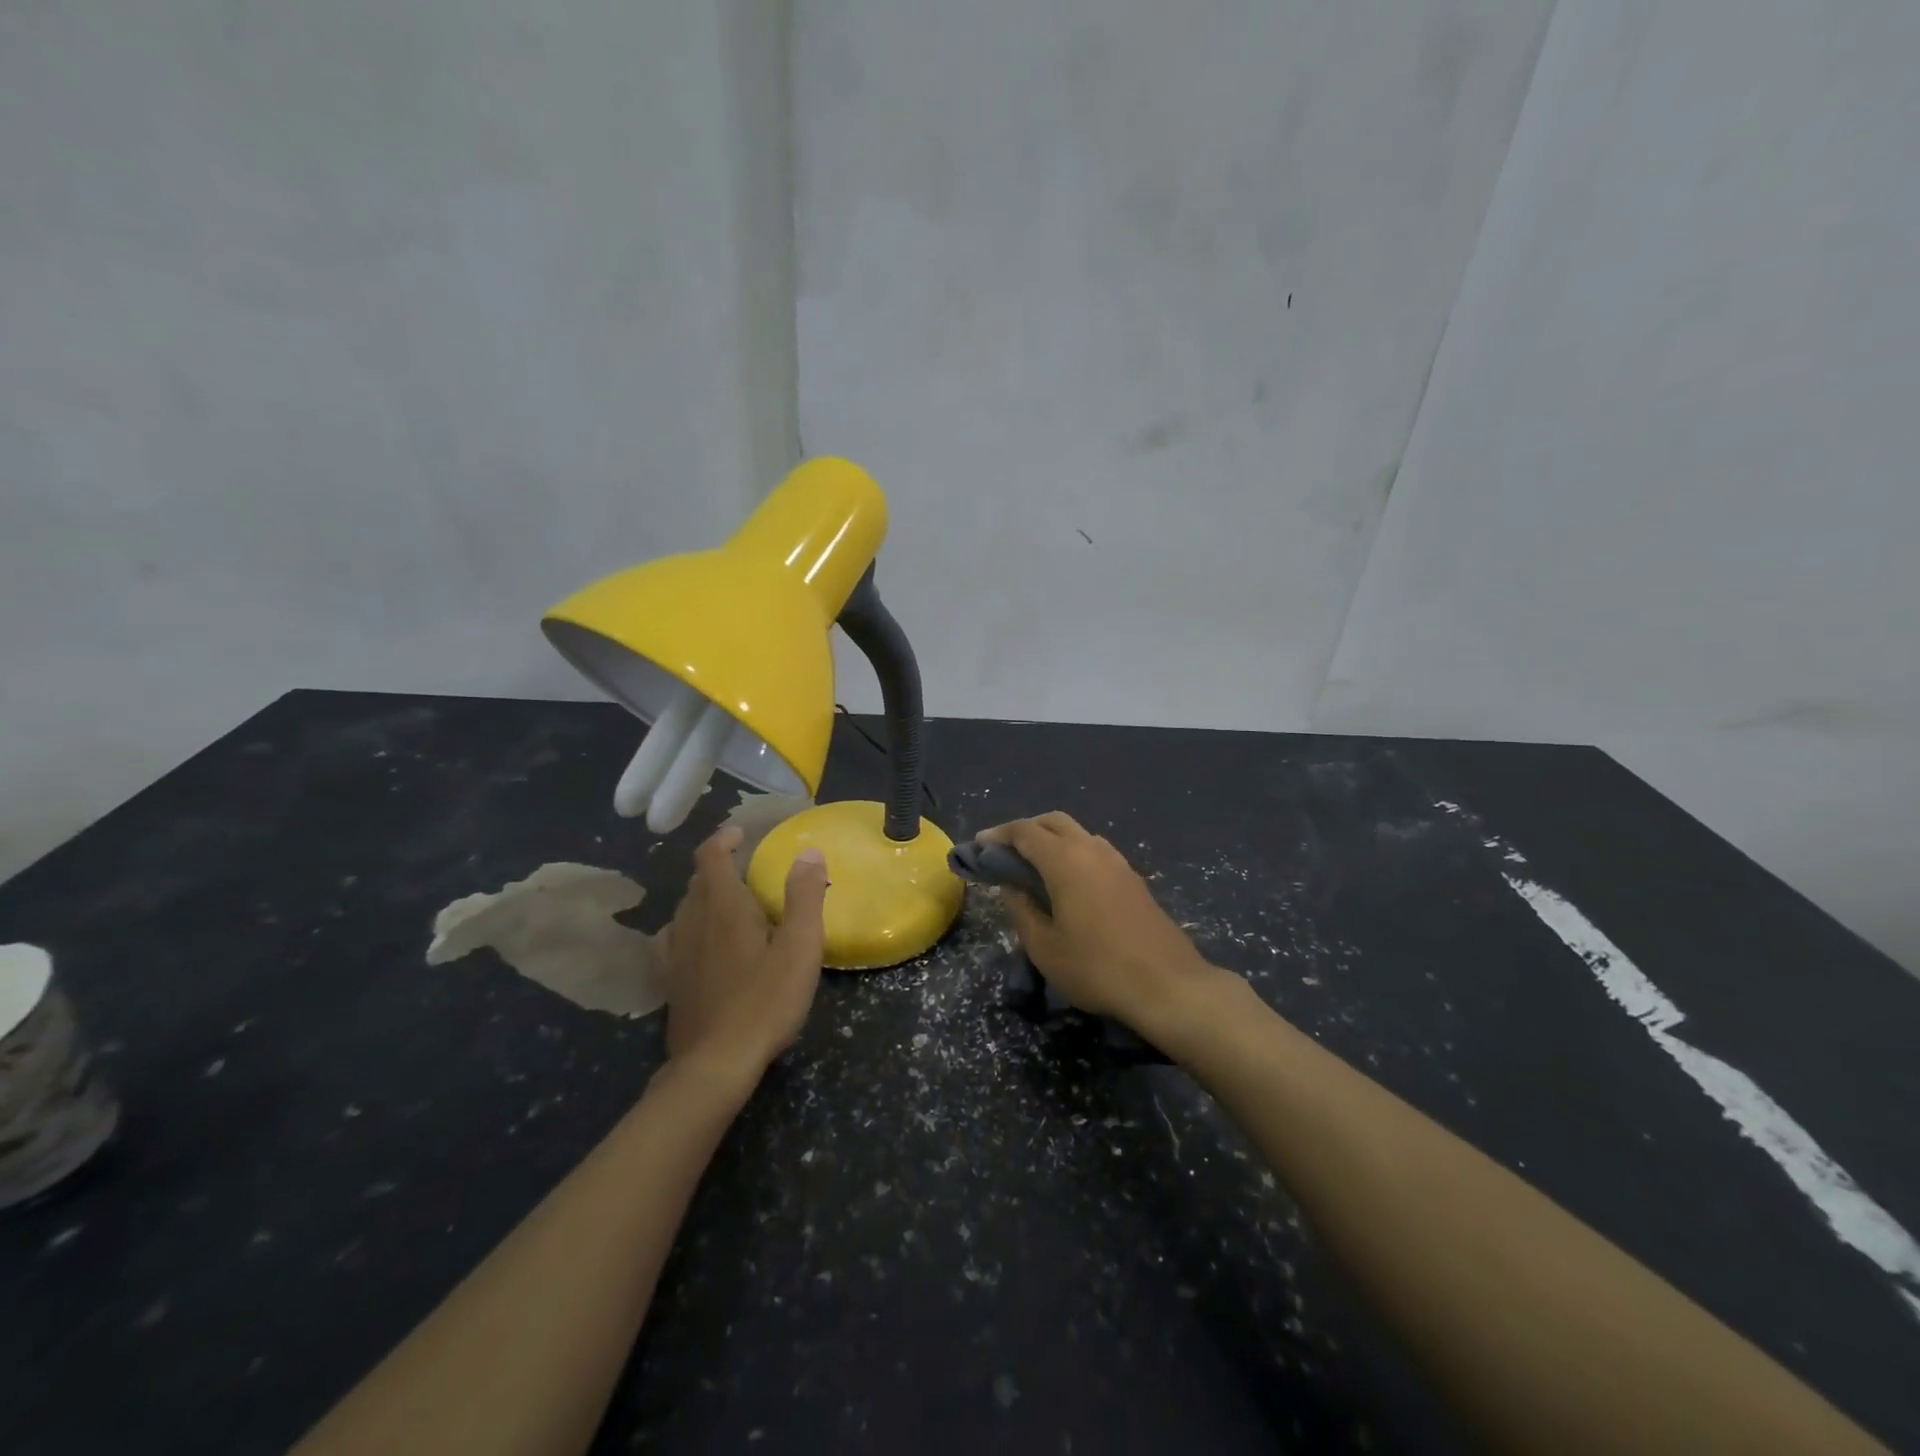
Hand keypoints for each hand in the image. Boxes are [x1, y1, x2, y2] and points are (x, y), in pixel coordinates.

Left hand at [662, 826, 828, 1084]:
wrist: (714, 1065)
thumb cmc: (765, 1001)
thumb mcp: (799, 948)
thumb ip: (804, 897)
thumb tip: (809, 852)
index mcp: (723, 907)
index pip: (710, 857)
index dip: (723, 839)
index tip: (741, 835)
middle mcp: (692, 922)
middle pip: (698, 882)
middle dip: (719, 868)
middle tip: (748, 870)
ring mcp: (676, 954)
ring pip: (686, 910)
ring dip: (706, 898)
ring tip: (732, 906)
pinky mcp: (672, 982)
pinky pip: (679, 938)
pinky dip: (695, 928)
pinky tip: (710, 947)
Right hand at [981, 812, 1225, 1033]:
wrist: (1169, 986)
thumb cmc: (1097, 968)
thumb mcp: (1045, 947)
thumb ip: (1021, 910)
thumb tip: (1009, 886)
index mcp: (1066, 860)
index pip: (1025, 832)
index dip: (998, 835)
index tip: (978, 847)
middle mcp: (1092, 850)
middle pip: (1053, 822)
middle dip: (1025, 830)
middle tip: (1004, 853)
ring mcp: (1118, 862)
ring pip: (1078, 834)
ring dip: (1052, 840)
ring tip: (1034, 868)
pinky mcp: (1134, 879)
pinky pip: (1095, 852)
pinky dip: (1073, 854)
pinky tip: (1068, 883)